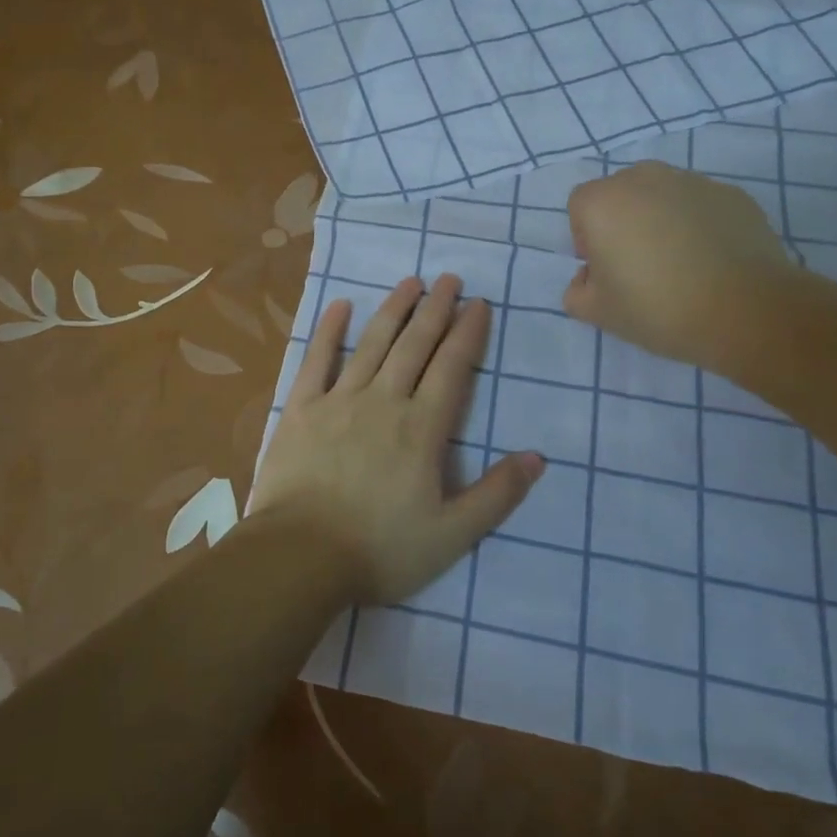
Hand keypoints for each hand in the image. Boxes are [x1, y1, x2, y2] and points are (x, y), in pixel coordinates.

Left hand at [249, 274, 542, 605]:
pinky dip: (329, 331)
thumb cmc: (379, 549)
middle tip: (449, 279)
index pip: (452, 369)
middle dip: (435, 310)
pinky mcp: (300, 408)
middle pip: (414, 346)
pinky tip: (340, 306)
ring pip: (371, 344)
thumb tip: (537, 457)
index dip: (467, 334)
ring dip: (393, 310)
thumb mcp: (451, 535)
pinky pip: (315, 360)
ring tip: (410, 282)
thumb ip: (496, 495)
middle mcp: (383, 401)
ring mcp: (338, 400)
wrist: (300, 556)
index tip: (479, 304)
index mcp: (421, 429)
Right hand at [564, 162, 804, 374]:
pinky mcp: (732, 194)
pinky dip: (699, 224)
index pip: (580, 207)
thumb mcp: (597, 313)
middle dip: (623, 222)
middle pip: (621, 194)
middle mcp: (644, 179)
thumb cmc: (658, 308)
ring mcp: (692, 182)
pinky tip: (711, 260)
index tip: (605, 269)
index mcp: (602, 202)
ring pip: (662, 196)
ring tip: (680, 262)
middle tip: (639, 265)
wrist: (747, 311)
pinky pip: (700, 205)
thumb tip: (590, 277)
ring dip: (661, 219)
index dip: (587, 238)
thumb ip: (577, 291)